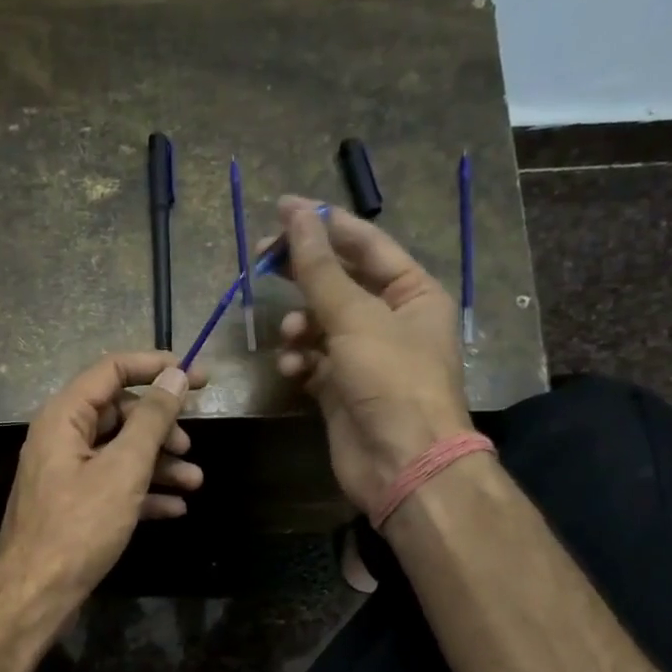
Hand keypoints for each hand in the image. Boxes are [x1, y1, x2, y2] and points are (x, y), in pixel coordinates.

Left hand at [0, 352, 204, 624]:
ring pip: (120, 452)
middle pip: (119, 413)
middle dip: (160, 426)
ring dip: (159, 463)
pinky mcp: (74, 505)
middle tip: (189, 444)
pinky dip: (144, 491)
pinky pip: (114, 484)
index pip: (112, 370)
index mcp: (64, 417)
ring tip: (194, 481)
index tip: (199, 376)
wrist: (36, 594)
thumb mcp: (123, 469)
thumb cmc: (79, 526)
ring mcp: (67, 473)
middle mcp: (62, 438)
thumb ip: (152, 420)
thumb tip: (176, 376)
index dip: (156, 366)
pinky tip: (175, 508)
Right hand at [273, 196, 471, 512]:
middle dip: (301, 273)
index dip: (323, 224)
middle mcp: (390, 319)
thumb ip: (319, 267)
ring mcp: (364, 356)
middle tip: (259, 259)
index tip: (280, 208)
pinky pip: (313, 361)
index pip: (364, 244)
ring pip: (320, 323)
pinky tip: (293, 368)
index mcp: (412, 292)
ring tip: (290, 335)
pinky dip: (300, 360)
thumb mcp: (355, 317)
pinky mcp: (341, 389)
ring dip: (300, 324)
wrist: (401, 462)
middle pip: (338, 281)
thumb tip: (296, 213)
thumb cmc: (390, 380)